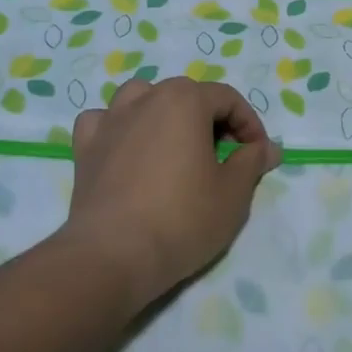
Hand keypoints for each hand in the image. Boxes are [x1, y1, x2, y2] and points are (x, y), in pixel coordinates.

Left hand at [65, 77, 280, 308]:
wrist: (113, 255)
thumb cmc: (182, 219)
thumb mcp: (234, 193)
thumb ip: (252, 161)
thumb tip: (266, 147)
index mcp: (185, 100)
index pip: (228, 99)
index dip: (249, 125)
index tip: (257, 156)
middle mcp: (146, 98)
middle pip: (187, 95)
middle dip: (211, 120)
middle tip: (223, 158)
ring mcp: (111, 120)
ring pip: (141, 98)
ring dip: (163, 113)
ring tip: (174, 145)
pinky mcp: (85, 146)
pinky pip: (104, 121)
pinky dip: (119, 128)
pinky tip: (127, 150)